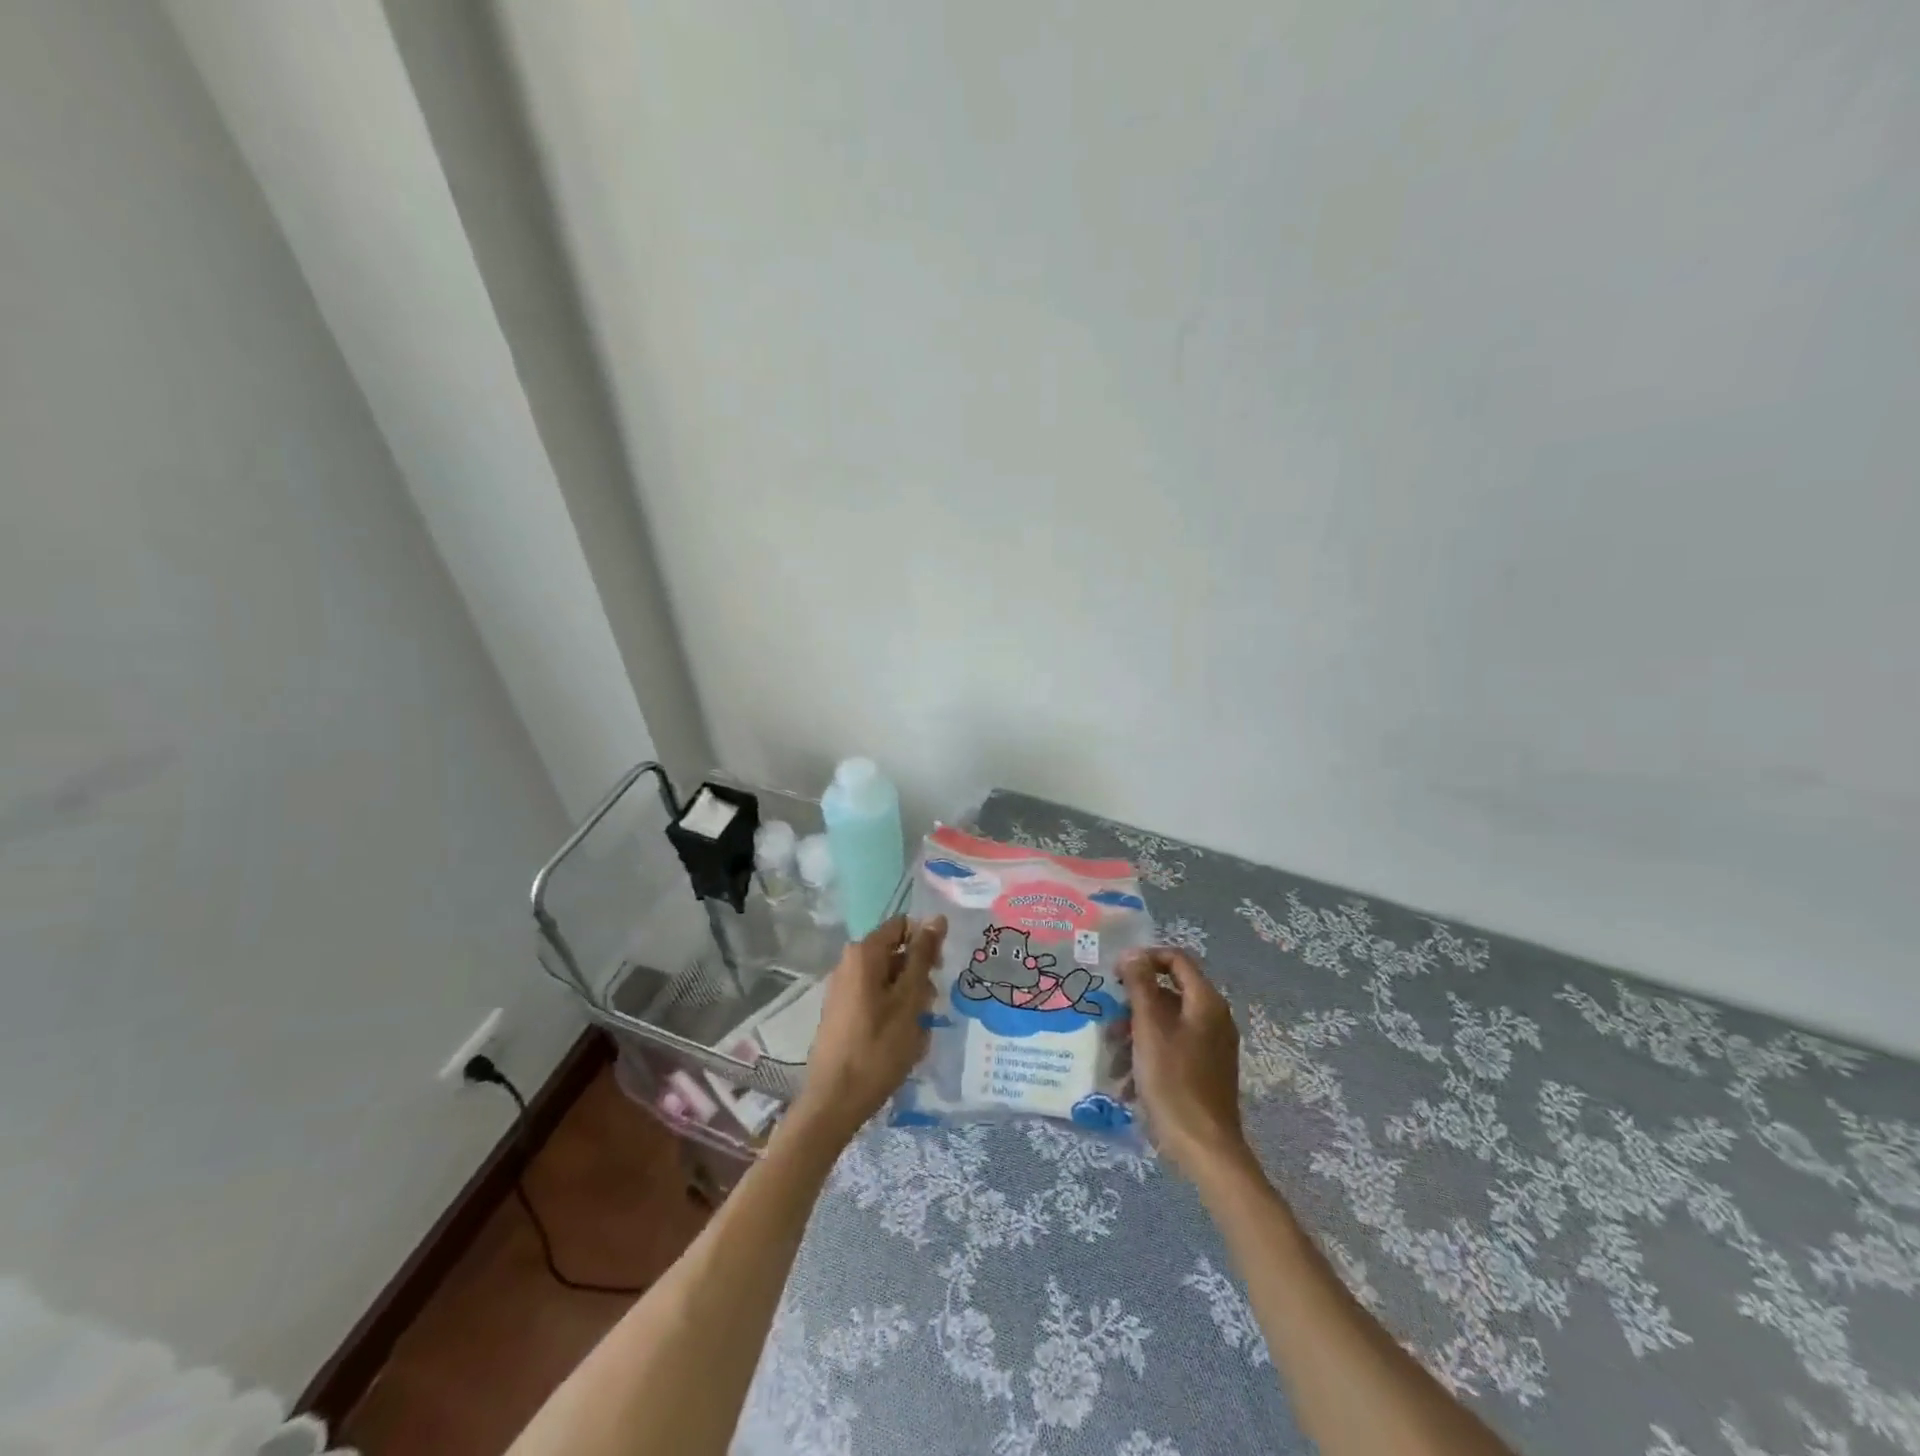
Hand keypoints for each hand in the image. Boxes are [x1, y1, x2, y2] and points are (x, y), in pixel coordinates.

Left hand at [788, 913, 946, 1146]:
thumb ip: (923, 957)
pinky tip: (901, 1041)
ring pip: (888, 980)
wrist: (833, 1101)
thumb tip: (937, 918)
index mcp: (863, 953)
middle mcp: (848, 963)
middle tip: (929, 1007)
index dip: (926, 943)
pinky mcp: (841, 1012)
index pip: (902, 926)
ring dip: (908, 999)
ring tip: (917, 1031)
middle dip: (918, 976)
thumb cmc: (877, 1048)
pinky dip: (893, 1012)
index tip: (939, 972)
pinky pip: (875, 999)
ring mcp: (842, 989)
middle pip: (895, 953)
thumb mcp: (909, 1000)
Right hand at [1118, 948, 1251, 1176]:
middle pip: (1167, 994)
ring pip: (1165, 1024)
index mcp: (1206, 1003)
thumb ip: (1140, 986)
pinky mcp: (1203, 1071)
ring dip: (1135, 1035)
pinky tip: (1127, 1082)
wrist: (1204, 1148)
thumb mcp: (1149, 1028)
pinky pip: (1171, 1049)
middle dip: (1133, 1007)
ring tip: (1113, 1059)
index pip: (1176, 959)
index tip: (1116, 975)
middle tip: (1108, 1024)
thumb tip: (1132, 954)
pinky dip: (1147, 1057)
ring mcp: (1210, 1047)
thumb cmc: (1174, 1081)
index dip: (1144, 959)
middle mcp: (1213, 1019)